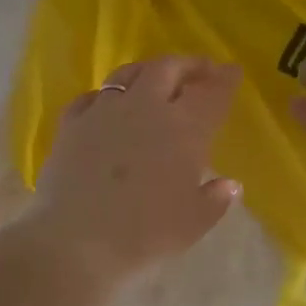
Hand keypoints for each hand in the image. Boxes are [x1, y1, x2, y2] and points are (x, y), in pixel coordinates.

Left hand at [25, 55, 241, 285]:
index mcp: (185, 128)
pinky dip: (107, 96)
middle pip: (169, 68)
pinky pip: (92, 97)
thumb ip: (215, 199)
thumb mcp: (194, 223)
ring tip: (157, 77)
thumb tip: (229, 185)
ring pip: (128, 74)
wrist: (76, 241)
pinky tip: (108, 105)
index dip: (225, 80)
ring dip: (149, 70)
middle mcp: (146, 108)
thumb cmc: (146, 233)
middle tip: (201, 71)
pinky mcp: (71, 125)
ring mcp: (104, 112)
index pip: (212, 93)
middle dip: (189, 65)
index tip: (233, 71)